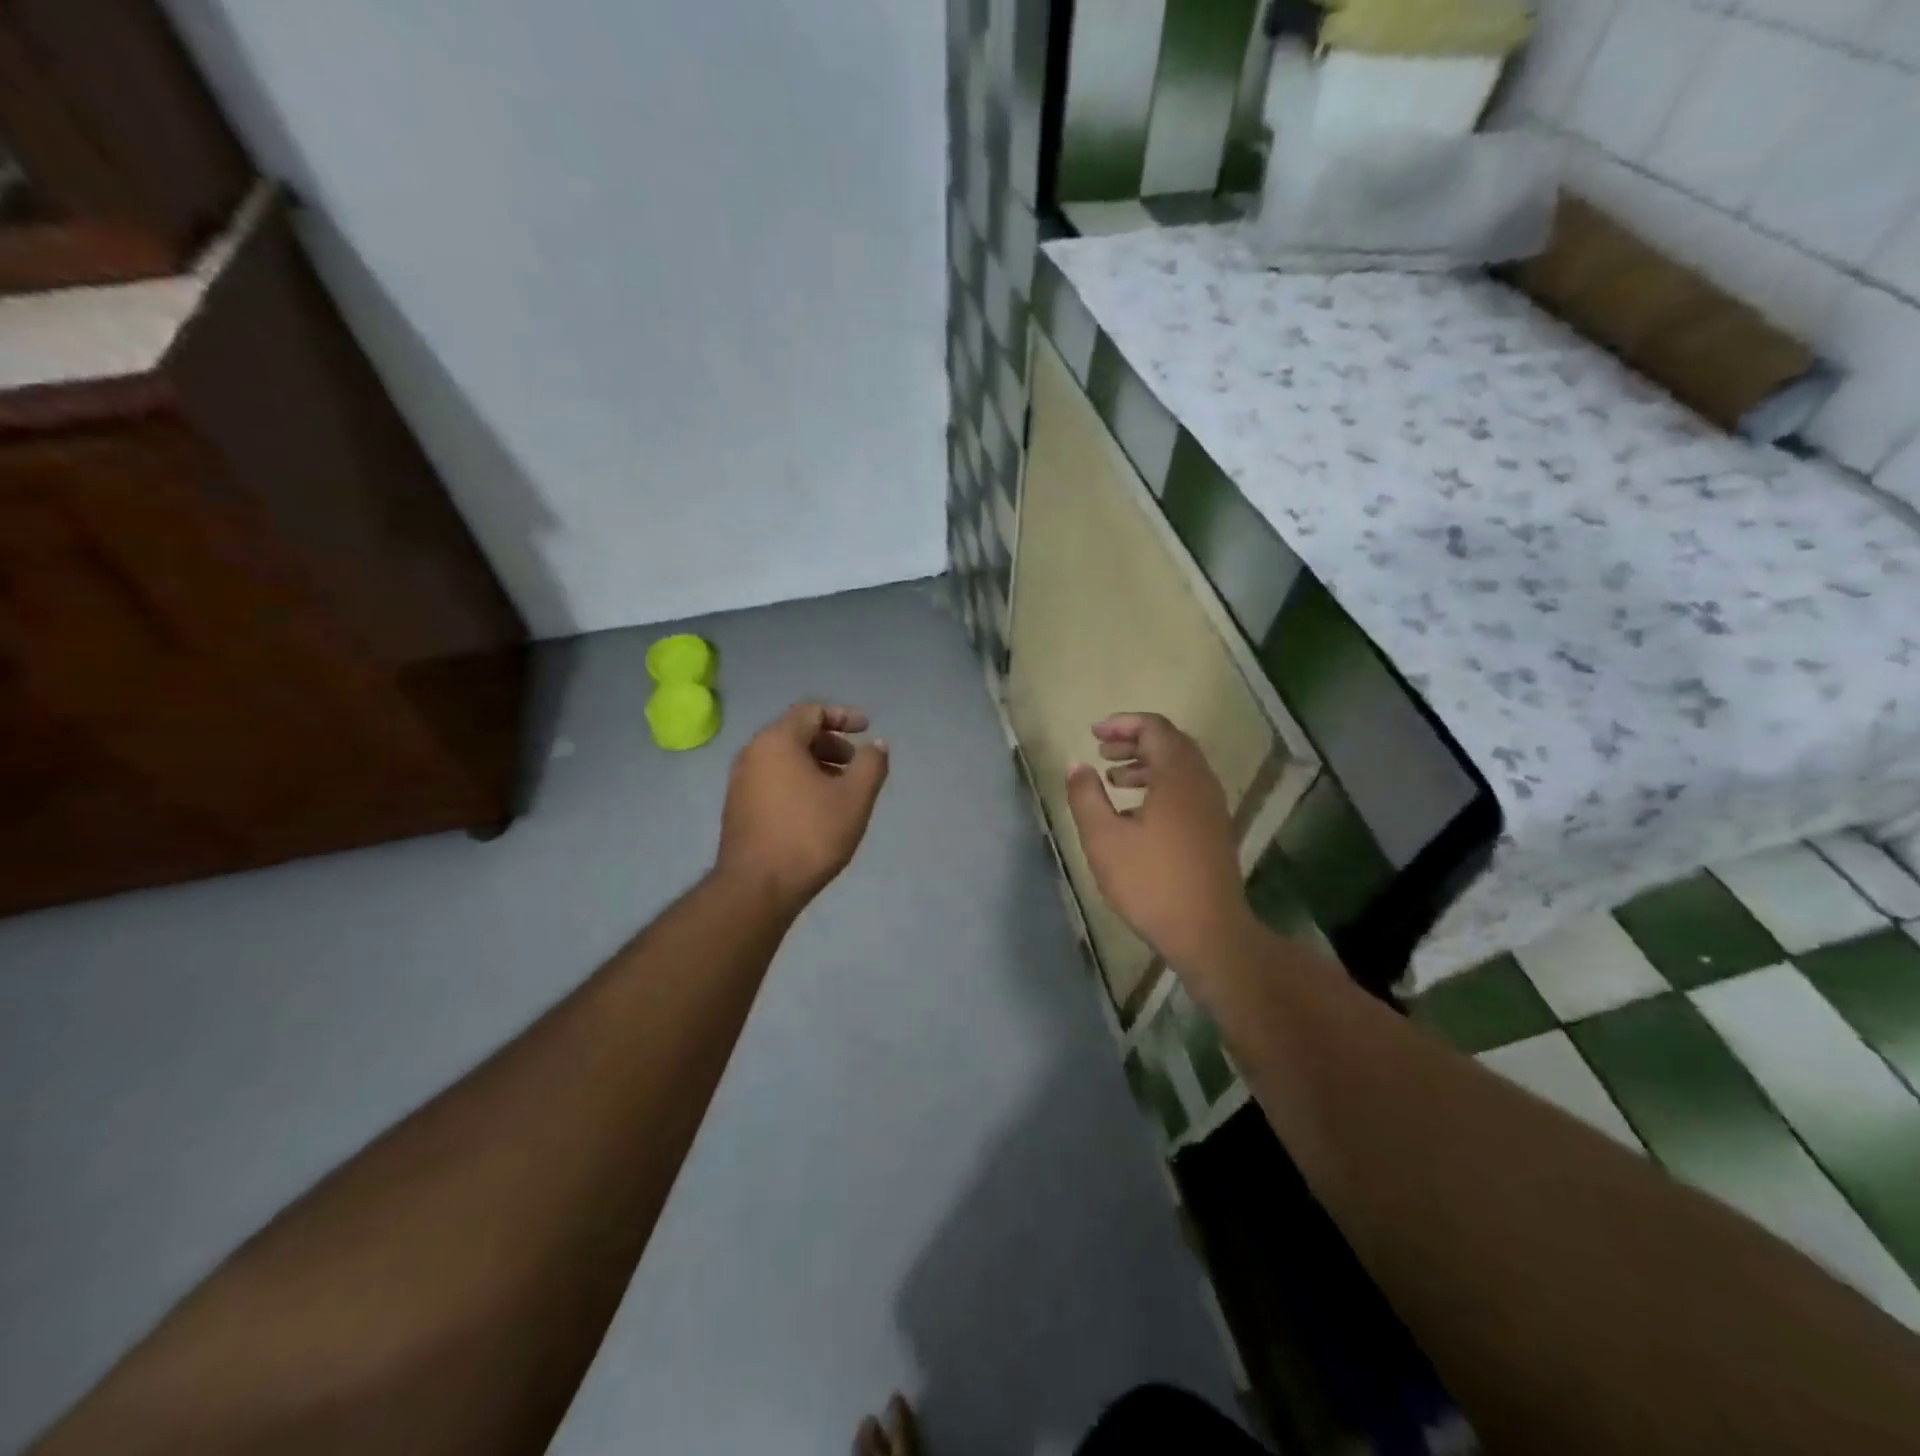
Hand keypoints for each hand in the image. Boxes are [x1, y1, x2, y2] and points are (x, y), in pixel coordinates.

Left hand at [716, 703, 889, 911]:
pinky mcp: (737, 807)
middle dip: (830, 743)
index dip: (843, 715)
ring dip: (816, 764)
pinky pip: (772, 779)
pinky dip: (798, 781)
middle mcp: (752, 753)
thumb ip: (871, 765)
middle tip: (856, 763)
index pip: (811, 711)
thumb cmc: (809, 835)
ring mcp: (740, 781)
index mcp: (777, 742)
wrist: (756, 888)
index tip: (867, 728)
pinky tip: (816, 809)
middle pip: (796, 733)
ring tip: (841, 789)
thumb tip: (877, 745)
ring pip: (783, 759)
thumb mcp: (854, 798)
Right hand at [1065, 713, 1255, 974]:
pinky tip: (1136, 813)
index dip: (1122, 724)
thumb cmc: (1151, 882)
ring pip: (1180, 768)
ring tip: (1114, 780)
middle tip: (1102, 752)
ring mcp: (1212, 807)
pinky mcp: (1214, 829)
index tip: (1093, 734)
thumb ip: (1086, 795)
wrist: (1209, 932)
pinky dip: (1160, 785)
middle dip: (1134, 741)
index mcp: (1177, 776)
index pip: (1154, 728)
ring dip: (1146, 764)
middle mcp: (1201, 782)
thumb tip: (1076, 764)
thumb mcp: (1104, 838)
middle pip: (1170, 743)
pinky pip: (1187, 789)